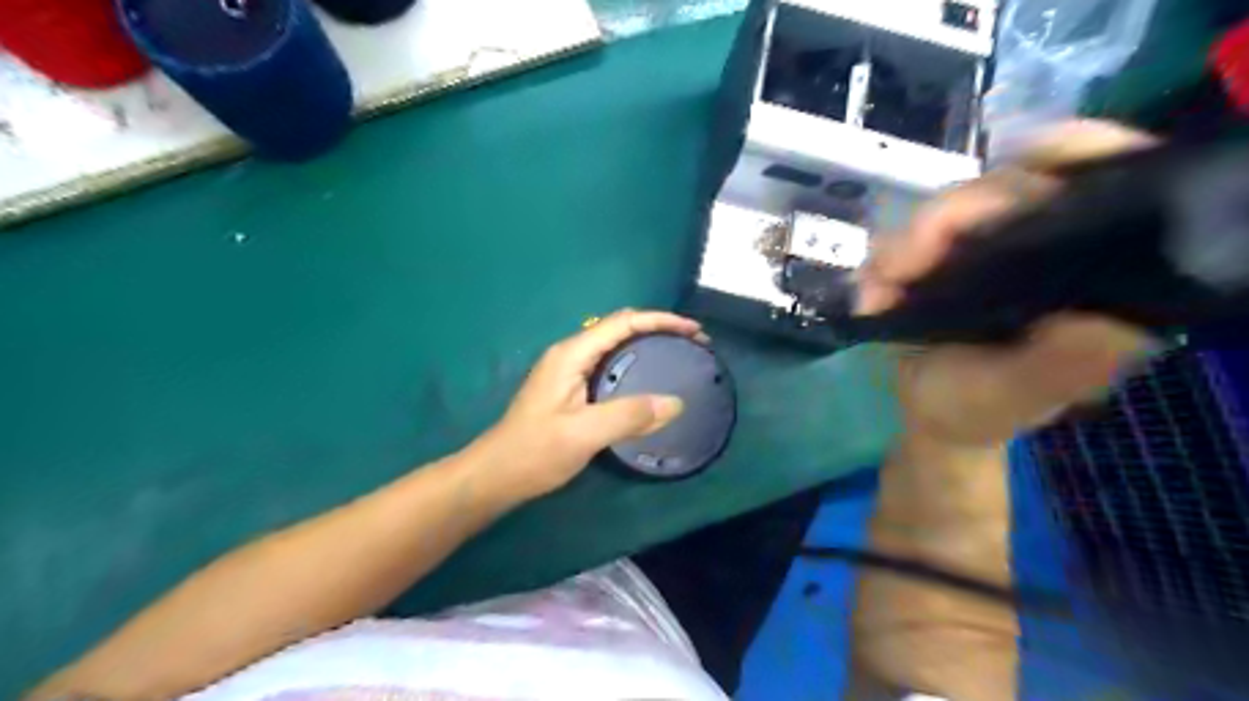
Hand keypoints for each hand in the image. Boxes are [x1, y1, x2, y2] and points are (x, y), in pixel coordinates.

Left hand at [474, 309, 701, 499]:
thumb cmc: (535, 452)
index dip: (660, 320)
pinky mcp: (570, 388)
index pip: (622, 322)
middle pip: (619, 328)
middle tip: (692, 345)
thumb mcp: (584, 434)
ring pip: (615, 346)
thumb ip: (629, 415)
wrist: (496, 474)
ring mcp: (568, 370)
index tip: (693, 331)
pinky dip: (634, 365)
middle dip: (657, 329)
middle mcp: (570, 354)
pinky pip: (609, 365)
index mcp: (571, 354)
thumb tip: (676, 403)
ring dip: (646, 346)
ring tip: (677, 358)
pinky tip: (648, 382)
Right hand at [861, 117, 1162, 449]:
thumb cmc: (977, 410)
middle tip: (899, 269)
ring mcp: (988, 248)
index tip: (1026, 158)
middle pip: (1006, 188)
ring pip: (948, 209)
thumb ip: (1055, 367)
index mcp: (1086, 272)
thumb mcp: (1014, 397)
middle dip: (946, 219)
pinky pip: (907, 236)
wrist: (927, 416)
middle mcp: (1044, 247)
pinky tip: (871, 294)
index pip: (1102, 183)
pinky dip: (882, 261)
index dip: (1073, 154)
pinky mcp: (944, 257)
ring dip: (903, 246)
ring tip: (877, 293)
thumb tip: (1104, 322)